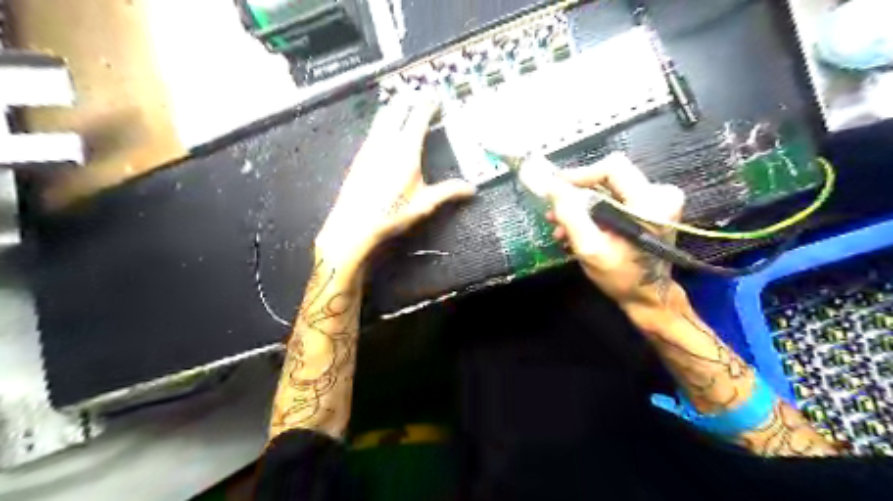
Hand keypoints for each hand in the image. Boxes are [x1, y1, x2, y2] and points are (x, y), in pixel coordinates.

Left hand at [317, 91, 476, 269]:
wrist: (354, 224)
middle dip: (409, 99)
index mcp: (406, 150)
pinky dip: (384, 122)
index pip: (418, 116)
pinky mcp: (360, 156)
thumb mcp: (424, 204)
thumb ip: (448, 192)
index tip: (436, 96)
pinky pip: (374, 129)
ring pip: (382, 117)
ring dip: (395, 107)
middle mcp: (386, 141)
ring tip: (404, 106)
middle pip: (397, 108)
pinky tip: (386, 132)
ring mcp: (370, 146)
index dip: (428, 103)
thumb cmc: (392, 213)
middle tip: (420, 96)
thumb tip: (472, 189)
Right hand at [544, 155, 685, 314]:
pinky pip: (613, 199)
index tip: (555, 188)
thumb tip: (551, 185)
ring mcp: (655, 201)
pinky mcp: (648, 208)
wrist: (648, 297)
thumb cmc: (621, 277)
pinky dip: (592, 212)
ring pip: (607, 189)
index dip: (580, 174)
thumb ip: (570, 214)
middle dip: (576, 194)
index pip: (612, 167)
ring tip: (560, 226)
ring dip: (580, 206)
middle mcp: (659, 194)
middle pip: (608, 177)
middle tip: (554, 212)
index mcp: (651, 202)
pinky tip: (575, 229)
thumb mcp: (590, 248)